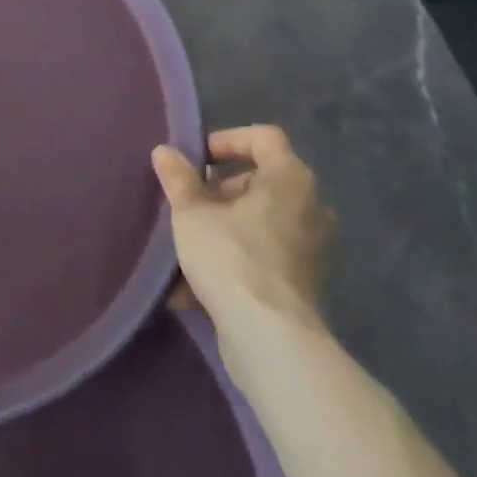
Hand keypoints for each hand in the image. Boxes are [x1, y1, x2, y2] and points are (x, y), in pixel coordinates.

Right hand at [152, 126, 333, 357]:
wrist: (270, 339)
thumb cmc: (231, 258)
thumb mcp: (191, 213)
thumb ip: (178, 178)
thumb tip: (165, 151)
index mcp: (290, 179)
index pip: (263, 137)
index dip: (227, 140)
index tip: (197, 159)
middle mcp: (311, 206)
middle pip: (261, 181)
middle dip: (218, 190)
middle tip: (188, 205)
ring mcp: (312, 247)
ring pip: (260, 221)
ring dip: (223, 227)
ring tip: (186, 246)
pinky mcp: (305, 281)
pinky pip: (265, 254)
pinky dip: (236, 258)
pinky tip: (195, 286)